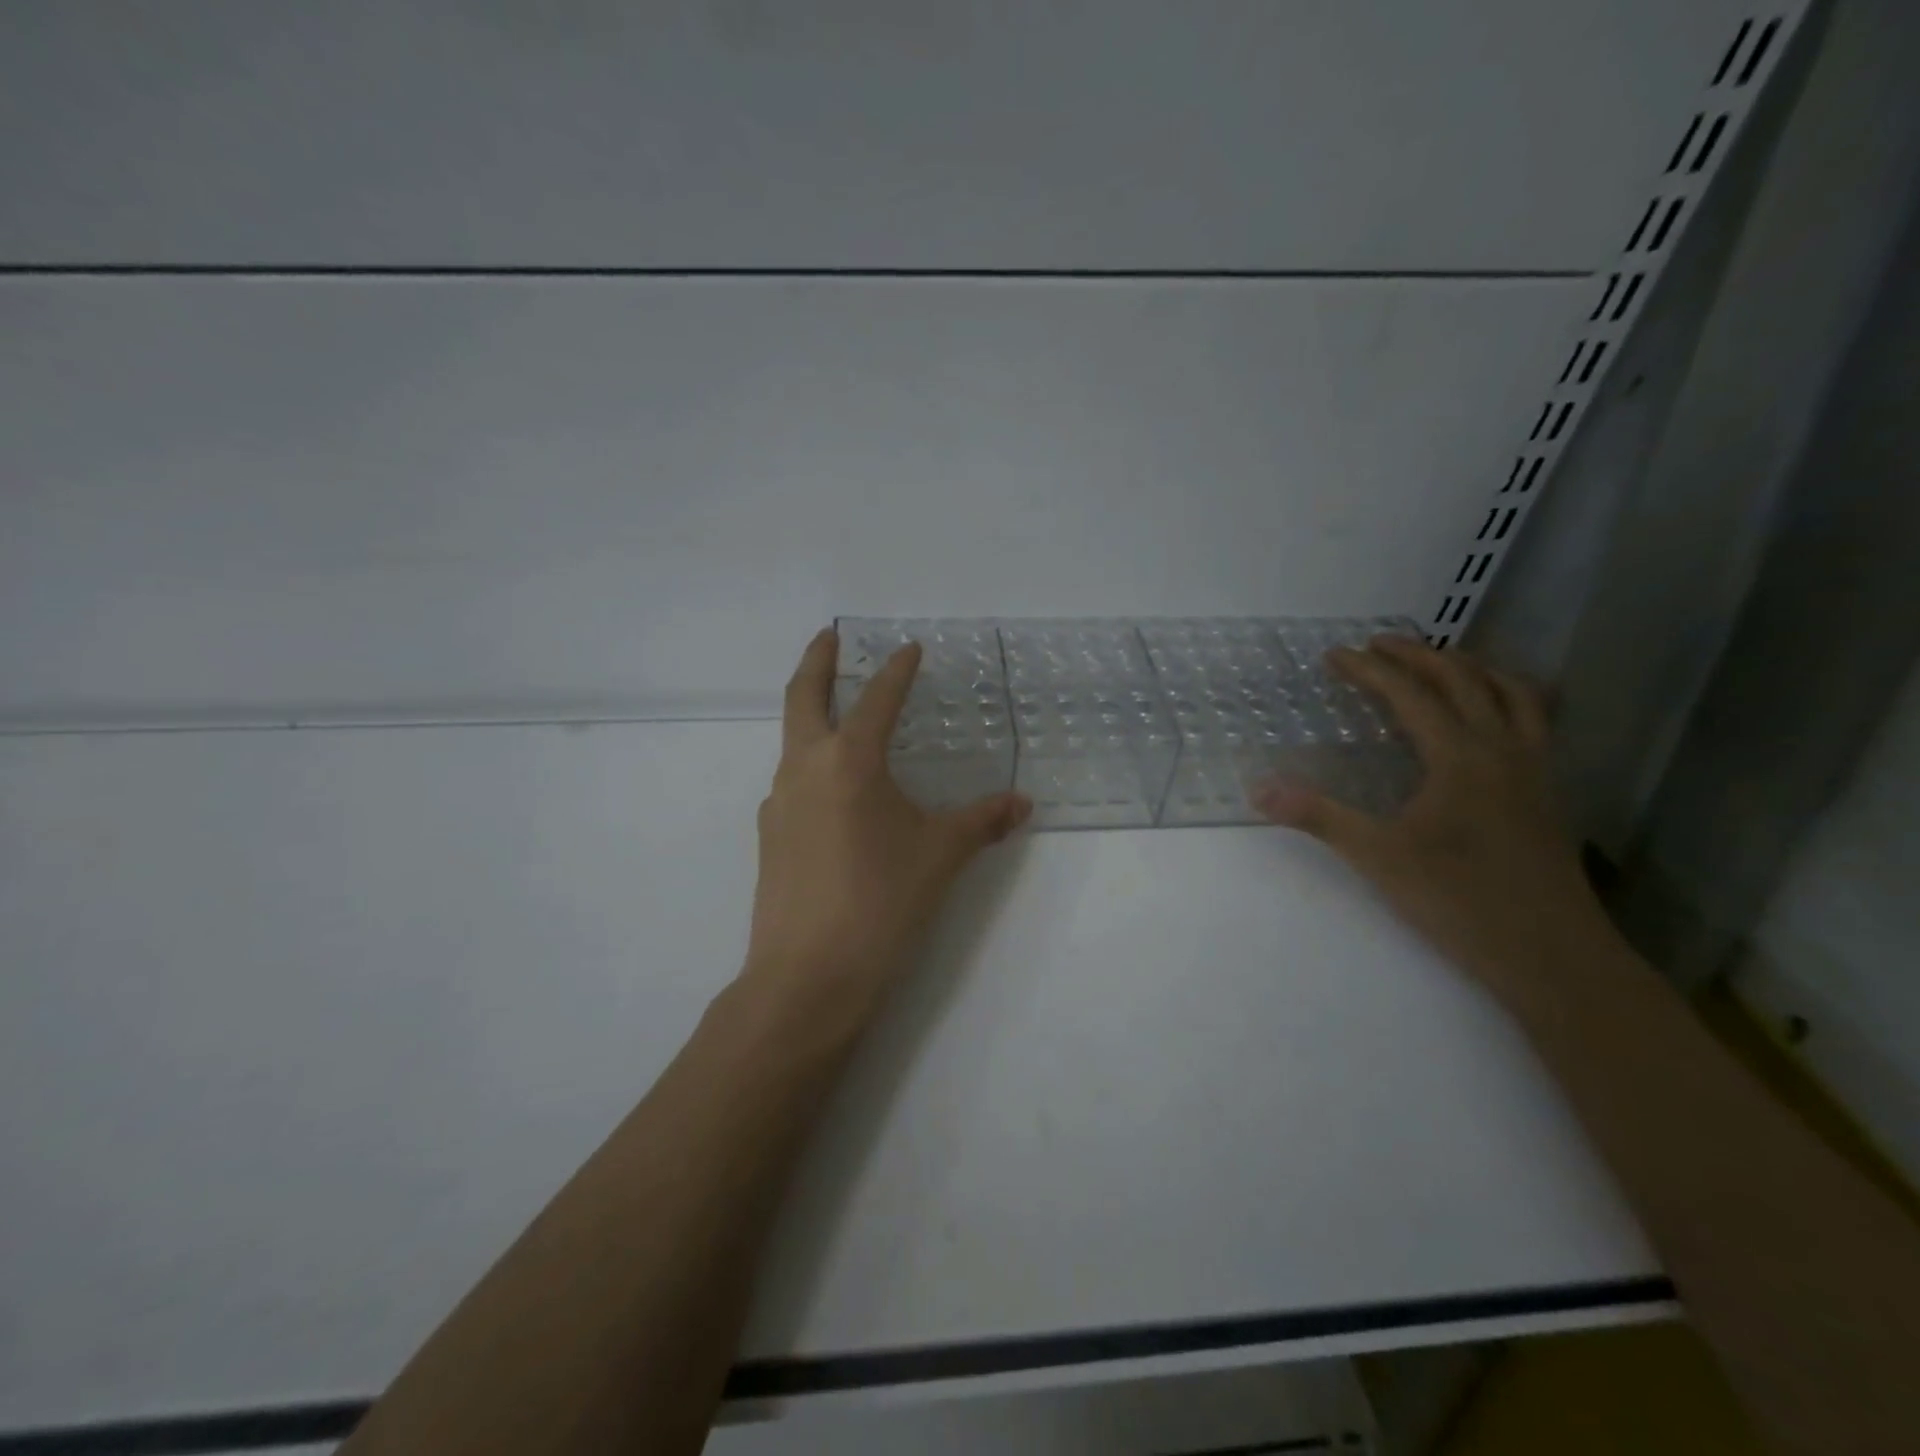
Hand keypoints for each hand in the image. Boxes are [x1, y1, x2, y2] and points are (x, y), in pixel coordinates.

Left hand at [742, 629, 1031, 1018]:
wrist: (808, 977)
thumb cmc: (881, 903)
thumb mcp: (941, 856)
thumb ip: (982, 822)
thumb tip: (1022, 804)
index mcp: (849, 761)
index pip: (877, 698)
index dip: (897, 670)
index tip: (909, 649)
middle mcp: (805, 768)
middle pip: (802, 697)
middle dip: (817, 661)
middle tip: (828, 636)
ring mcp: (778, 803)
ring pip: (792, 741)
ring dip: (813, 717)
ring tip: (841, 718)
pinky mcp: (769, 837)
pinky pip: (792, 784)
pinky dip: (812, 767)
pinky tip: (835, 795)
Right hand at [1254, 638, 1616, 1008]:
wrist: (1554, 956)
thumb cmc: (1461, 902)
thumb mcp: (1378, 858)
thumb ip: (1319, 817)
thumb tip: (1259, 788)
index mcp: (1460, 757)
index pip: (1410, 695)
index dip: (1370, 670)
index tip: (1335, 655)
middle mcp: (1502, 750)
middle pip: (1463, 680)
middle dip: (1418, 654)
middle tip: (1379, 644)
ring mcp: (1534, 770)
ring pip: (1512, 693)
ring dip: (1472, 667)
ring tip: (1441, 662)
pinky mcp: (1547, 794)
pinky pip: (1534, 721)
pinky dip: (1509, 698)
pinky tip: (1492, 718)